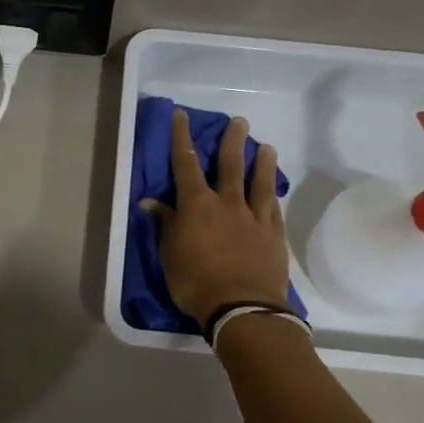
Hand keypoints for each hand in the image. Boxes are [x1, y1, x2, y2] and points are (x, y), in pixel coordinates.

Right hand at [142, 109, 293, 325]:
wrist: (242, 307)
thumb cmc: (196, 282)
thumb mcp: (169, 255)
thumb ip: (165, 224)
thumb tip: (149, 201)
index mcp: (197, 205)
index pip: (185, 163)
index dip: (181, 137)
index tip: (182, 115)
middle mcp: (227, 203)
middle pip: (230, 164)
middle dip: (232, 140)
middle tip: (239, 122)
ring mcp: (254, 217)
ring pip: (259, 181)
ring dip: (262, 161)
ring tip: (266, 147)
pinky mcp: (273, 234)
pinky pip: (272, 207)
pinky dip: (272, 194)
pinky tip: (274, 189)